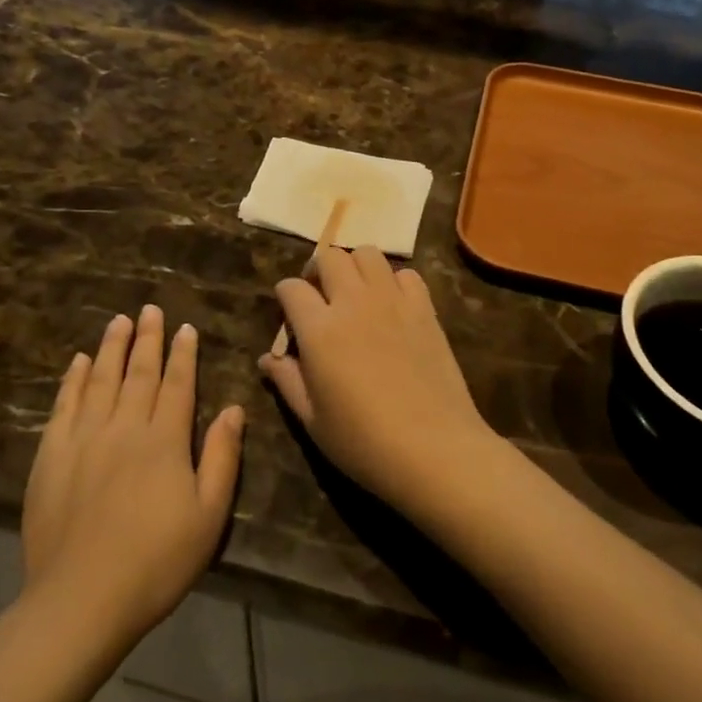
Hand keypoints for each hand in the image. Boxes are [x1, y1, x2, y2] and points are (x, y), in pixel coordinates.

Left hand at [22, 307, 244, 650]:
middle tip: (149, 308)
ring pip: (101, 380)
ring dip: (112, 347)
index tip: (185, 327)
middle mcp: (124, 427)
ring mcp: (83, 438)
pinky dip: (73, 379)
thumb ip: (221, 458)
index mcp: (164, 440)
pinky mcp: (50, 456)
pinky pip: (64, 405)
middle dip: (147, 338)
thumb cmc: (155, 563)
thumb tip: (234, 409)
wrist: (80, 601)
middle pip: (139, 372)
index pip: (178, 384)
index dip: (183, 353)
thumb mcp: (208, 516)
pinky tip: (79, 362)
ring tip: (118, 320)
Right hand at [260, 247, 497, 509]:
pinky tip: (392, 307)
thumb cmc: (364, 442)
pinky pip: (406, 274)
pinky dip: (394, 281)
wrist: (434, 449)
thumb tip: (267, 358)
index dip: (285, 297)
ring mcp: (393, 301)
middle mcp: (354, 302)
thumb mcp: (312, 420)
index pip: (291, 287)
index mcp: (320, 329)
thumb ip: (287, 381)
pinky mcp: (424, 308)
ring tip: (356, 294)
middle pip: (329, 256)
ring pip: (368, 253)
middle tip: (321, 297)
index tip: (290, 317)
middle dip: (318, 270)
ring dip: (355, 267)